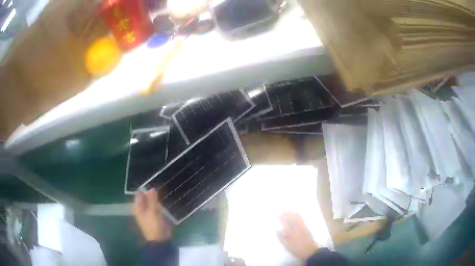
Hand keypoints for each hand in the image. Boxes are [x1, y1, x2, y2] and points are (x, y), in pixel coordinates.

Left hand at [133, 189, 170, 241]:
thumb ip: (152, 199)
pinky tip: (164, 201)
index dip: (145, 189)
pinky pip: (156, 207)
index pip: (139, 194)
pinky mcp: (155, 216)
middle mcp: (142, 209)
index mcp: (138, 207)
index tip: (153, 184)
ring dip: (156, 199)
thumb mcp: (153, 211)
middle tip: (159, 187)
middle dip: (151, 193)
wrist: (160, 239)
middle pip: (145, 198)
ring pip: (152, 202)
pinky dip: (159, 204)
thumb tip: (152, 188)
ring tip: (163, 192)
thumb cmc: (153, 225)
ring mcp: (149, 212)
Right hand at [277, 212, 317, 261]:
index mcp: (290, 232)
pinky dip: (298, 215)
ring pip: (296, 217)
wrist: (309, 251)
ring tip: (288, 207)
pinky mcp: (306, 227)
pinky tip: (297, 212)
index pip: (284, 222)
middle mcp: (296, 227)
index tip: (276, 211)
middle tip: (281, 206)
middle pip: (290, 218)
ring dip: (291, 212)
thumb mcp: (286, 245)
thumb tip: (276, 230)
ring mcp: (301, 226)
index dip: (280, 216)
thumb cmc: (296, 249)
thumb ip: (281, 237)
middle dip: (285, 212)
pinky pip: (301, 219)